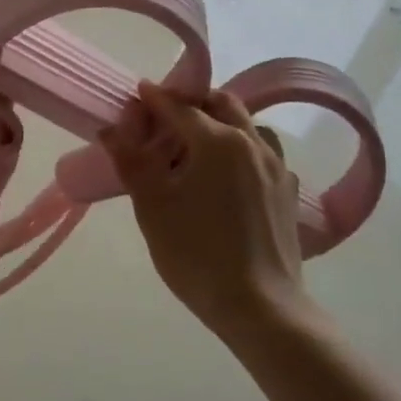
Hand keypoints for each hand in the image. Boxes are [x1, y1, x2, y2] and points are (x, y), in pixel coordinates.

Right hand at [101, 82, 324, 339]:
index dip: (155, 98)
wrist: (260, 306)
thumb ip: (131, 161)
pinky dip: (242, 148)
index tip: (137, 94)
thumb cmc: (196, 253)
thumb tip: (112, 128)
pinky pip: (264, 154)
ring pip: (249, 126)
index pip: (180, 106)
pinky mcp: (288, 192)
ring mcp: (277, 168)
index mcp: (217, 141)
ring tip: (198, 144)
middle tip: (166, 116)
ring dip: (222, 122)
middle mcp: (252, 143)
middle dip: (193, 101)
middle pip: (223, 104)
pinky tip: (229, 175)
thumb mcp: (152, 207)